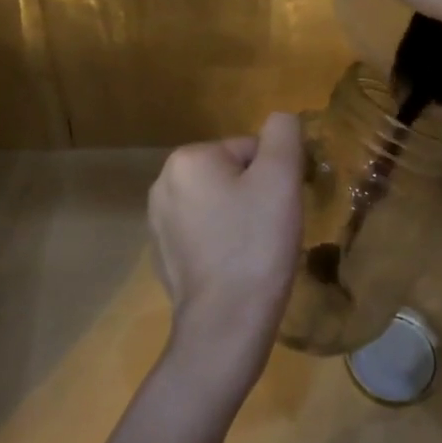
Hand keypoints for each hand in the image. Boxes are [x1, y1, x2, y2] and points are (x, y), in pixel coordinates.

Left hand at [147, 113, 304, 402]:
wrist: (226, 323)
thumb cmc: (256, 244)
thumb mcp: (281, 177)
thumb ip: (283, 134)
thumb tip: (281, 119)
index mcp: (188, 159)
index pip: (249, 150)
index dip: (274, 176)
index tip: (279, 209)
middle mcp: (163, 183)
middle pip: (232, 174)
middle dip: (255, 196)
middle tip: (271, 229)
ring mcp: (158, 222)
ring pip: (219, 204)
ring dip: (240, 219)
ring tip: (255, 251)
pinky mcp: (162, 255)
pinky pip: (205, 234)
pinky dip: (223, 243)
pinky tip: (235, 268)